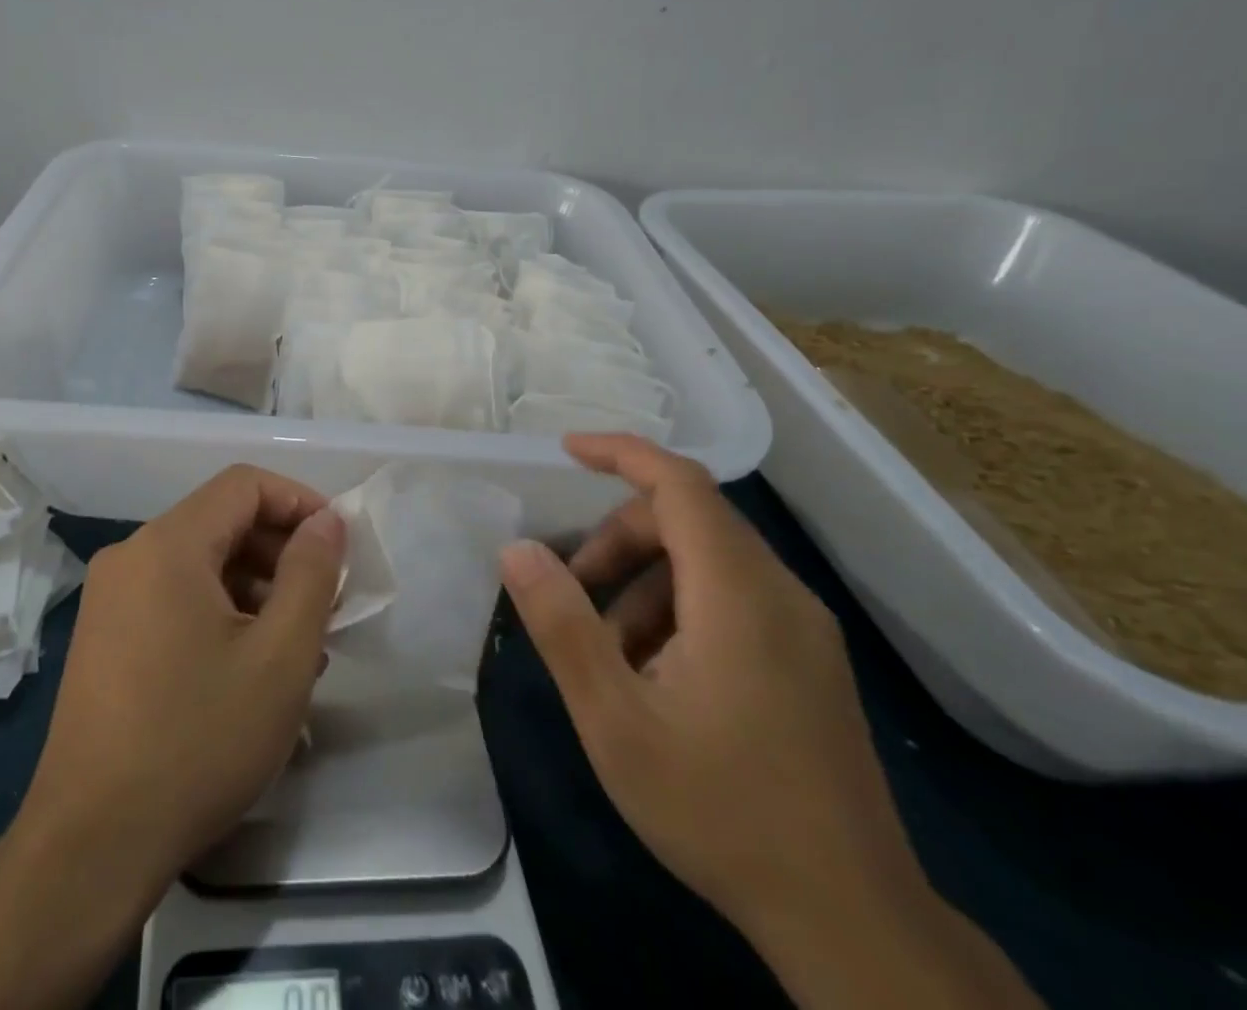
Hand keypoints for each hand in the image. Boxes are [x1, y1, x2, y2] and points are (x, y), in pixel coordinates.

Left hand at [18, 465, 344, 890]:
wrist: (90, 845)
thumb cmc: (198, 740)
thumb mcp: (279, 657)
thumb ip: (310, 574)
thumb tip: (326, 520)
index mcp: (168, 544)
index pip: (244, 485)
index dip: (299, 502)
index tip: (337, 546)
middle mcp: (131, 555)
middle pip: (221, 522)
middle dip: (280, 553)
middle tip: (324, 604)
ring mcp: (110, 597)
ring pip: (199, 564)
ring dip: (254, 589)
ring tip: (297, 647)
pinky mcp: (104, 636)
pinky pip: (173, 598)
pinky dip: (219, 613)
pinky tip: (249, 667)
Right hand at [499, 434, 921, 942]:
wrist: (853, 922)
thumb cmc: (721, 810)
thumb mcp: (615, 720)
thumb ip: (562, 625)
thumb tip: (517, 549)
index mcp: (738, 594)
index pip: (680, 483)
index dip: (622, 453)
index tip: (566, 450)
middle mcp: (782, 594)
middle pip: (689, 520)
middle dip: (619, 538)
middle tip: (575, 593)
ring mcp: (805, 629)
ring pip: (710, 560)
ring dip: (646, 581)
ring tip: (612, 653)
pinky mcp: (812, 661)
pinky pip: (734, 596)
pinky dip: (680, 607)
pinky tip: (659, 677)